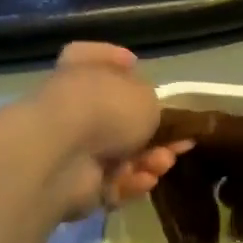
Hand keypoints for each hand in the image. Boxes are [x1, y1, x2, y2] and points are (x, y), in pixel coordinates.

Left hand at [28, 43, 192, 219]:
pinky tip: (147, 179)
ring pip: (121, 155)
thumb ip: (150, 102)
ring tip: (164, 162)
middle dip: (153, 133)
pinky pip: (112, 182)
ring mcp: (72, 149)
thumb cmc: (104, 108)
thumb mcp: (144, 95)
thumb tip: (147, 115)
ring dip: (149, 160)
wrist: (62, 155)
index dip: (112, 59)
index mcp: (80, 73)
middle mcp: (73, 108)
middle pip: (117, 118)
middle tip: (180, 140)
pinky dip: (131, 182)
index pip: (90, 57)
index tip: (134, 64)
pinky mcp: (75, 185)